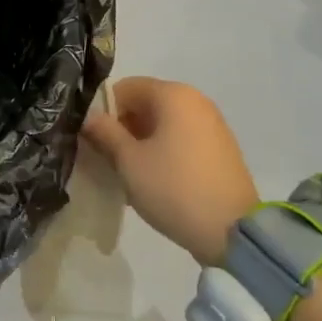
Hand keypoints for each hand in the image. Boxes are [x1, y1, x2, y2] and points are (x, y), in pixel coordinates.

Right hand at [81, 77, 258, 265]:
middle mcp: (195, 100)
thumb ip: (105, 133)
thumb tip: (88, 118)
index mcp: (173, 94)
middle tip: (108, 160)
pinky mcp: (220, 148)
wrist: (232, 232)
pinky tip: (155, 180)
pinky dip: (163, 151)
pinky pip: (181, 139)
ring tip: (130, 174)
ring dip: (141, 142)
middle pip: (145, 104)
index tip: (94, 141)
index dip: (103, 111)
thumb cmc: (173, 188)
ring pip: (163, 123)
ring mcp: (211, 124)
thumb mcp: (129, 161)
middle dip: (122, 128)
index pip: (124, 88)